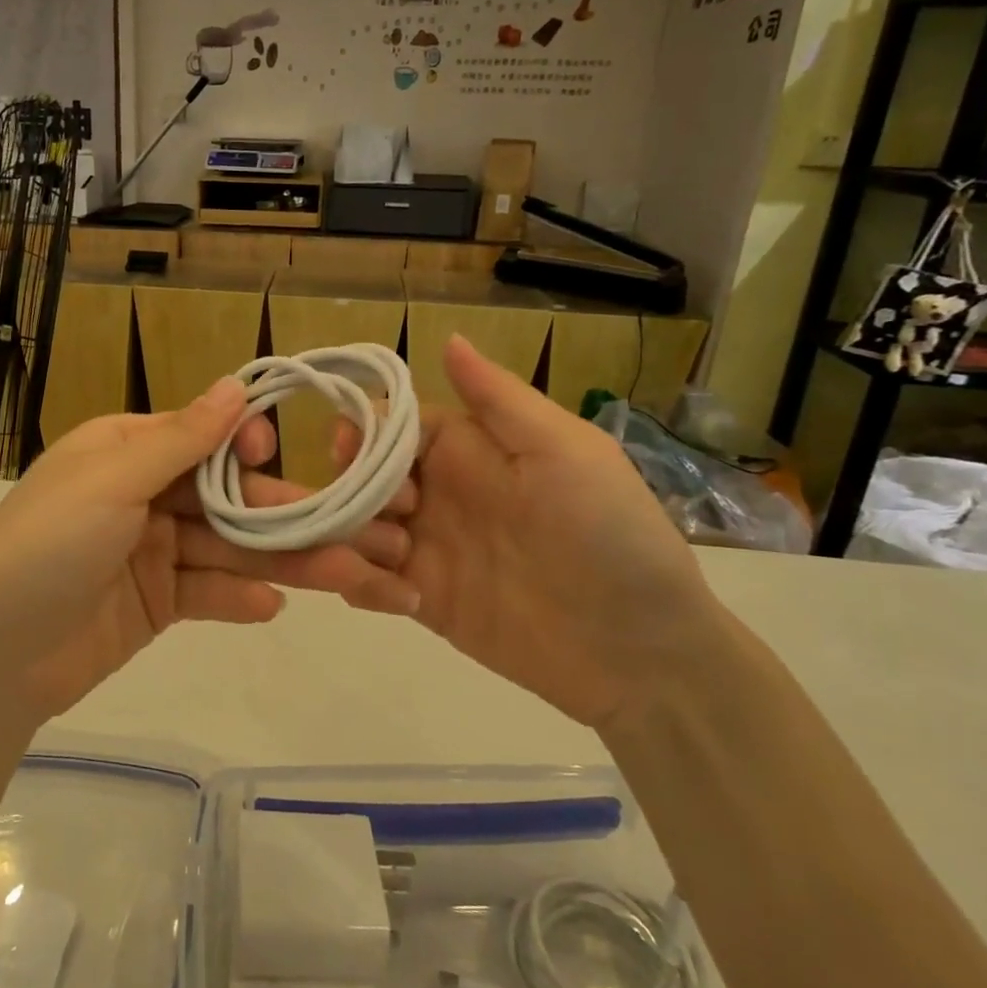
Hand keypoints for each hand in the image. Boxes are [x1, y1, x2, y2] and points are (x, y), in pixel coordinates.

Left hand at [0, 379, 417, 720]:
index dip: (243, 446)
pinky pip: (206, 593)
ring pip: (226, 548)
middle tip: (349, 528)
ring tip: (341, 574)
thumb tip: (236, 385)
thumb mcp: (111, 481)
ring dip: (278, 560)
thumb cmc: (46, 547)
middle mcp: (142, 494)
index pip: (200, 437)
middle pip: (225, 498)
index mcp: (125, 450)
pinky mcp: (155, 604)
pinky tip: (273, 607)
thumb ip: (181, 439)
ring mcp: (150, 552)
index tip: (273, 457)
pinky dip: (237, 598)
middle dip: (281, 514)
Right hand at [344, 336, 726, 729]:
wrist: (640, 650)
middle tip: (391, 516)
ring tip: (391, 566)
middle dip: (348, 488)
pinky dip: (359, 585)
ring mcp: (424, 550)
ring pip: (350, 528)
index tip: (349, 449)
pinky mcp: (420, 601)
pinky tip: (402, 601)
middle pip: (358, 475)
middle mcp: (436, 494)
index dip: (361, 431)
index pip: (390, 426)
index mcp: (466, 450)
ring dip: (346, 540)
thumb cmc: (608, 534)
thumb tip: (448, 337)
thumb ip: (499, 399)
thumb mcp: (565, 451)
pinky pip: (364, 584)